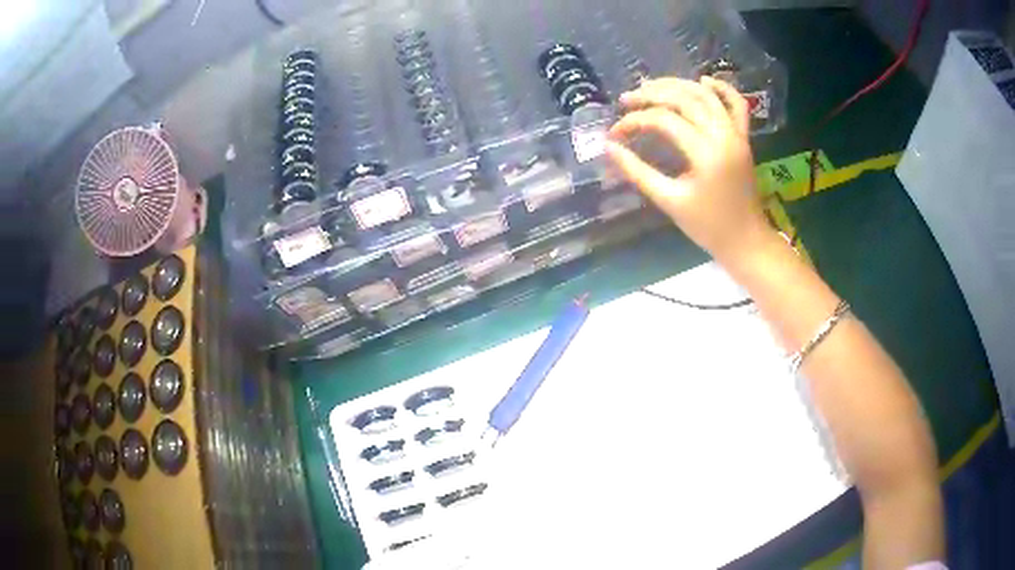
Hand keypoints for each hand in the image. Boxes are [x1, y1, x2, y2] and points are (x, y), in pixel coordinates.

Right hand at [607, 77, 773, 263]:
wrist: (746, 240)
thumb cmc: (707, 227)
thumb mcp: (669, 201)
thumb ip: (637, 172)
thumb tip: (609, 147)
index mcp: (706, 154)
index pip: (664, 121)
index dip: (635, 121)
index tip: (615, 134)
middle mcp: (723, 135)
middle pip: (684, 99)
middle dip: (651, 95)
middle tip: (626, 99)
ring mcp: (737, 134)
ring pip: (706, 95)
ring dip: (678, 85)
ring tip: (651, 86)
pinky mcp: (744, 138)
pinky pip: (737, 104)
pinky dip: (722, 88)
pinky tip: (703, 80)